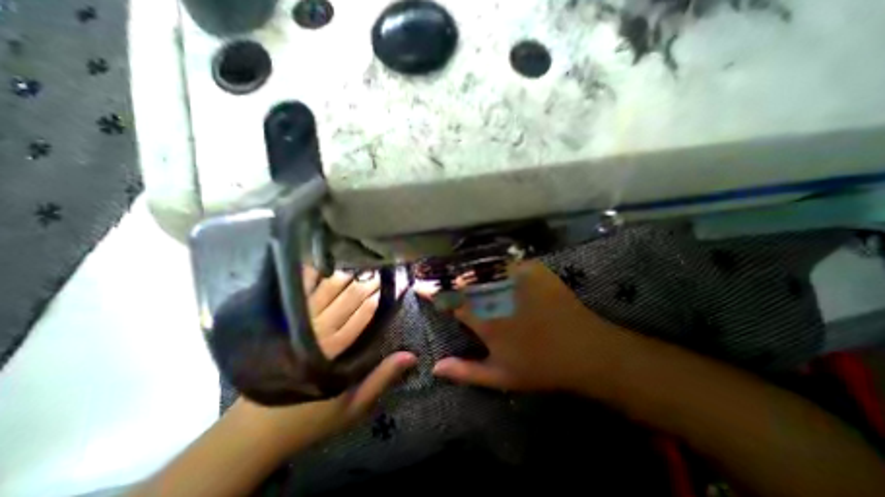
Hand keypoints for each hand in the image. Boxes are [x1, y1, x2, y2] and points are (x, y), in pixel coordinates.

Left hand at [234, 267, 417, 453]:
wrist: (253, 432)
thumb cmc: (309, 417)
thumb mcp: (352, 406)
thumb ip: (382, 378)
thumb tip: (411, 356)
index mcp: (334, 352)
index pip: (361, 316)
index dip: (376, 298)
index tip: (388, 284)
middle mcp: (317, 332)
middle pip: (346, 300)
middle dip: (364, 283)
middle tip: (378, 269)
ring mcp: (296, 326)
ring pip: (324, 293)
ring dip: (342, 277)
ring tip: (357, 263)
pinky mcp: (280, 324)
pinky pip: (297, 296)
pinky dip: (308, 279)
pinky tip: (317, 264)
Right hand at [422, 261, 629, 396]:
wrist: (586, 350)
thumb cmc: (541, 367)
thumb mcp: (501, 377)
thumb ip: (466, 371)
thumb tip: (435, 368)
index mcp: (485, 321)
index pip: (450, 301)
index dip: (432, 293)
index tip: (419, 285)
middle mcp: (496, 296)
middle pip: (463, 280)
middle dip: (447, 277)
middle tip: (437, 275)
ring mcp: (516, 280)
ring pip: (481, 268)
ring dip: (466, 269)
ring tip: (458, 270)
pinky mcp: (533, 270)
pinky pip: (505, 261)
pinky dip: (492, 263)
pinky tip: (488, 266)